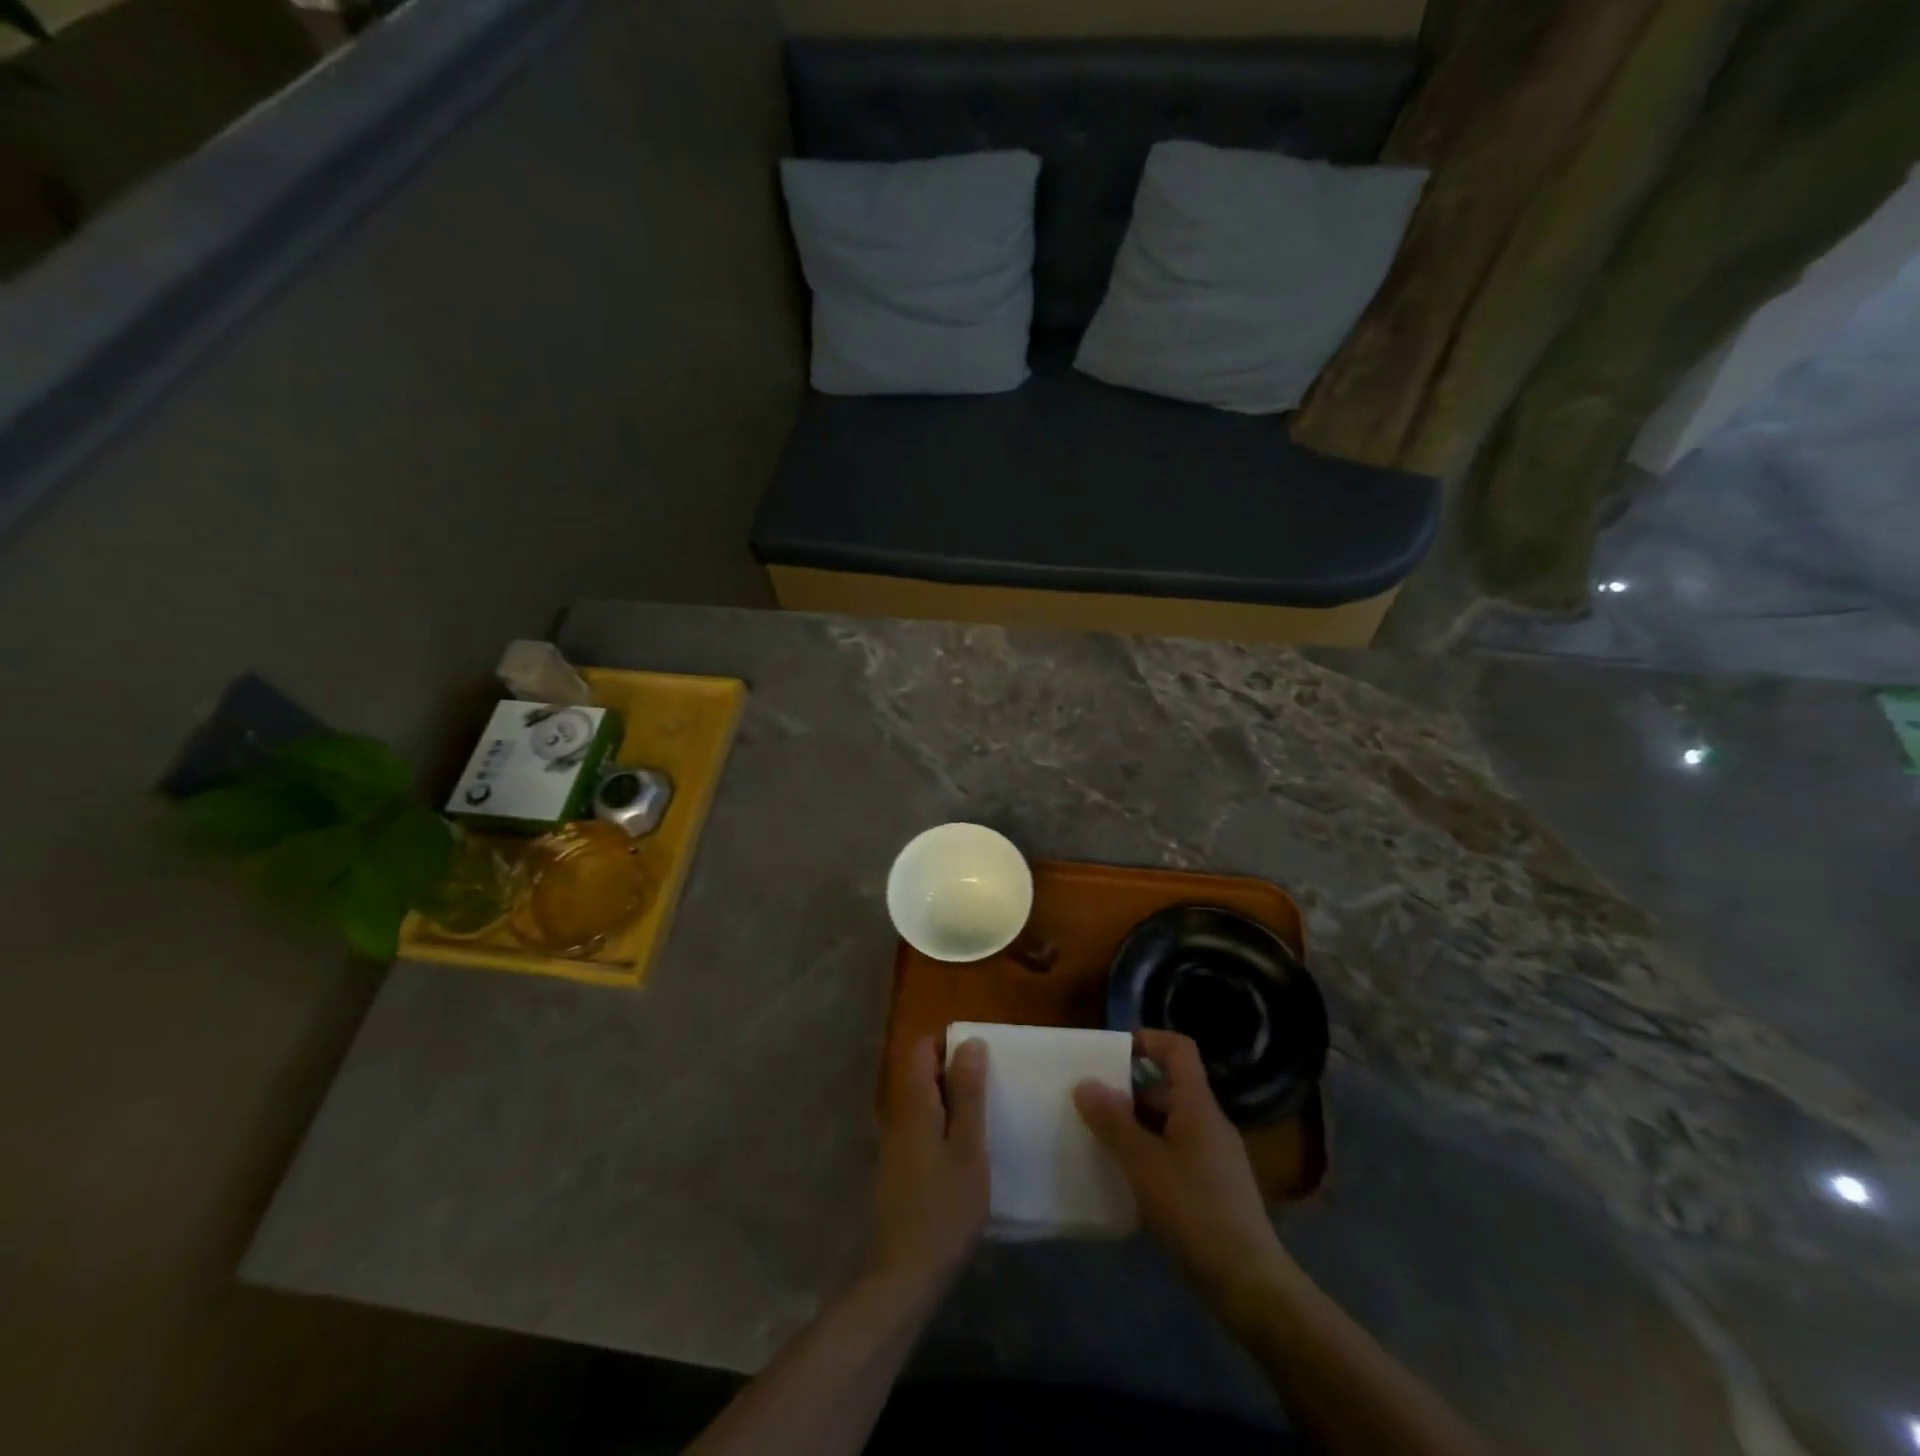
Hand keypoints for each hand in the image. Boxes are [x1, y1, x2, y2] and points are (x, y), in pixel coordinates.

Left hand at [866, 1035, 988, 1295]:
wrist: (904, 1275)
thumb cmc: (944, 1208)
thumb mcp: (968, 1147)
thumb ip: (968, 1093)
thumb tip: (970, 1042)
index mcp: (914, 1103)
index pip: (922, 1048)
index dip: (949, 1043)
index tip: (982, 1054)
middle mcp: (898, 1115)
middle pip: (922, 1073)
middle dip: (955, 1071)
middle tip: (993, 1085)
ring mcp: (895, 1143)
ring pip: (923, 1102)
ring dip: (952, 1101)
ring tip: (988, 1116)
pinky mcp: (899, 1169)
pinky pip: (922, 1128)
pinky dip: (944, 1126)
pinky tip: (968, 1152)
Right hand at [1073, 1029, 1290, 1309]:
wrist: (1249, 1283)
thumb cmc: (1195, 1211)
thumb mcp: (1144, 1163)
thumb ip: (1112, 1122)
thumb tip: (1085, 1084)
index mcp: (1198, 1106)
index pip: (1179, 1049)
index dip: (1147, 1039)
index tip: (1112, 1052)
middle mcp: (1209, 1123)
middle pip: (1168, 1088)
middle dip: (1129, 1092)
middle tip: (1092, 1105)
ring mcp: (1215, 1156)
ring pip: (1170, 1123)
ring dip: (1136, 1127)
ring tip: (1101, 1142)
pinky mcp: (1214, 1187)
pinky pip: (1176, 1153)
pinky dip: (1150, 1154)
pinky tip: (1128, 1180)